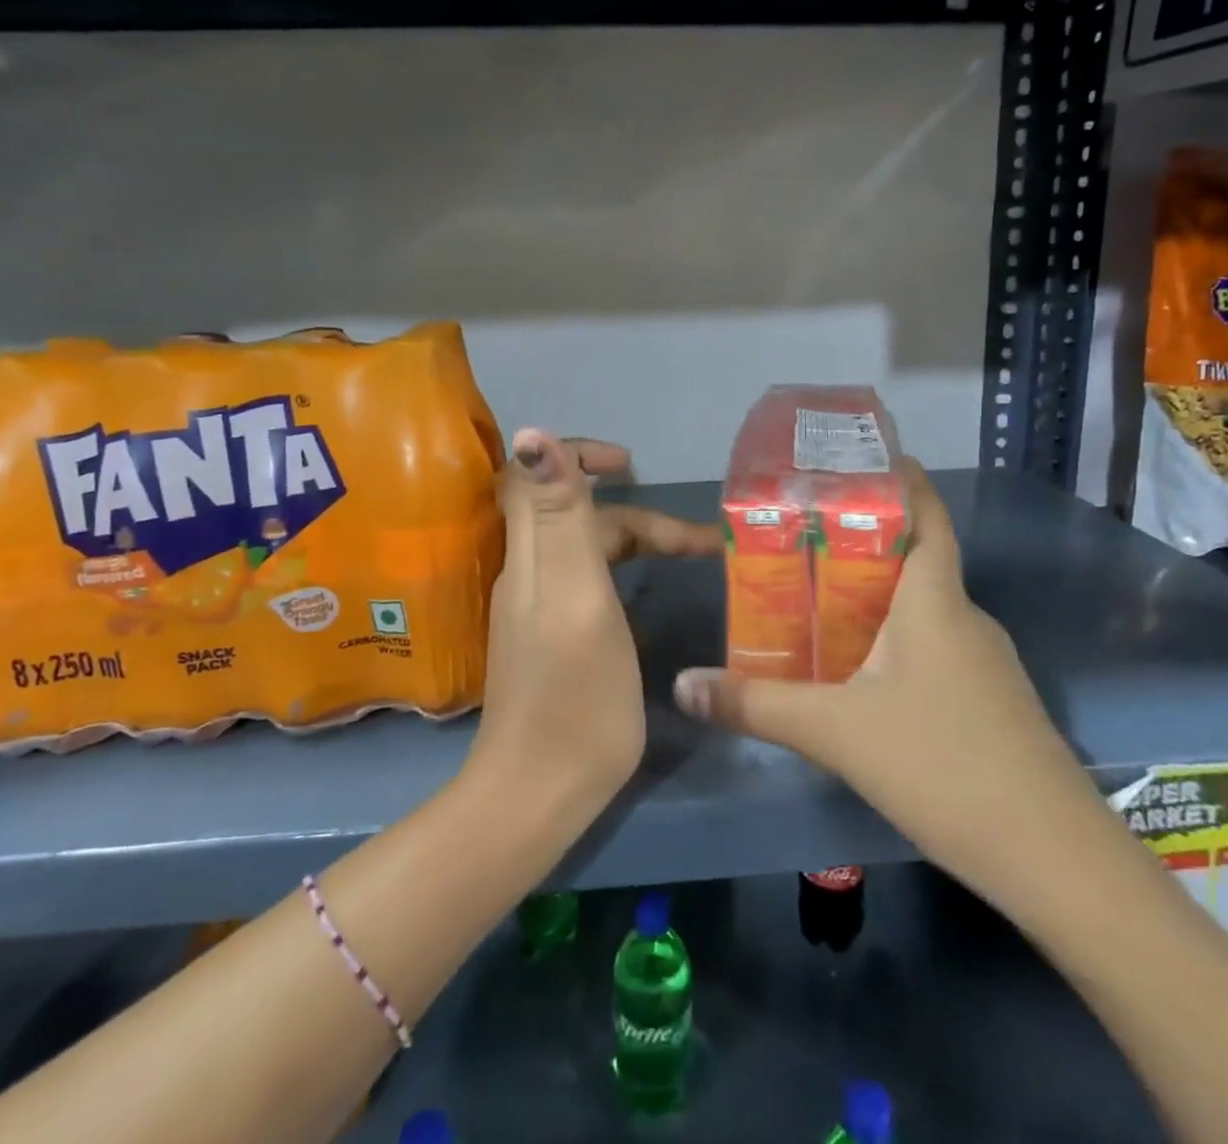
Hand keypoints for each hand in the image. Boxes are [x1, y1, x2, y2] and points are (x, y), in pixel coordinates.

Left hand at [468, 430, 717, 820]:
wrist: (536, 794)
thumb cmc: (574, 697)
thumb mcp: (577, 598)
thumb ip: (562, 517)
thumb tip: (532, 433)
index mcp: (534, 556)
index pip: (535, 475)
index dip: (578, 455)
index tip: (630, 465)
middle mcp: (529, 573)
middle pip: (578, 516)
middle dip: (638, 515)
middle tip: (698, 542)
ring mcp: (537, 608)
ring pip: (587, 550)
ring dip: (637, 542)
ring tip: (693, 558)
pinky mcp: (550, 638)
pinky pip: (588, 582)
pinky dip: (624, 572)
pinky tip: (651, 593)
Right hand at [671, 457, 1090, 898]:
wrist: (1054, 859)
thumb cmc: (943, 765)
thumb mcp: (836, 732)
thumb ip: (756, 705)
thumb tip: (683, 685)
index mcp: (935, 599)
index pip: (926, 513)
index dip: (899, 477)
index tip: (854, 460)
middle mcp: (964, 617)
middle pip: (914, 558)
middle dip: (859, 541)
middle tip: (798, 538)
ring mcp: (984, 663)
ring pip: (922, 608)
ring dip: (874, 596)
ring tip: (813, 598)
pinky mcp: (990, 702)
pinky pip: (933, 648)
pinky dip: (893, 640)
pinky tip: (858, 672)